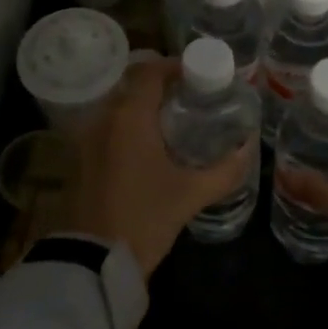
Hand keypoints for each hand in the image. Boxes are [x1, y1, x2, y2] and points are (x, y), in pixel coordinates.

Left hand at [53, 56, 255, 276]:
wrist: (93, 263)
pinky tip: (146, 149)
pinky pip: (105, 128)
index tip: (196, 75)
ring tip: (171, 123)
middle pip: (132, 85)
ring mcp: (85, 139)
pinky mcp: (78, 160)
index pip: (150, 70)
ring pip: (117, 107)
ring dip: (141, 107)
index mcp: (130, 116)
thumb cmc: (144, 218)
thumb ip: (225, 170)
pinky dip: (126, 128)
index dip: (173, 66)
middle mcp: (104, 118)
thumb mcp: (191, 194)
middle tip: (188, 99)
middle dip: (160, 86)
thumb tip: (249, 148)